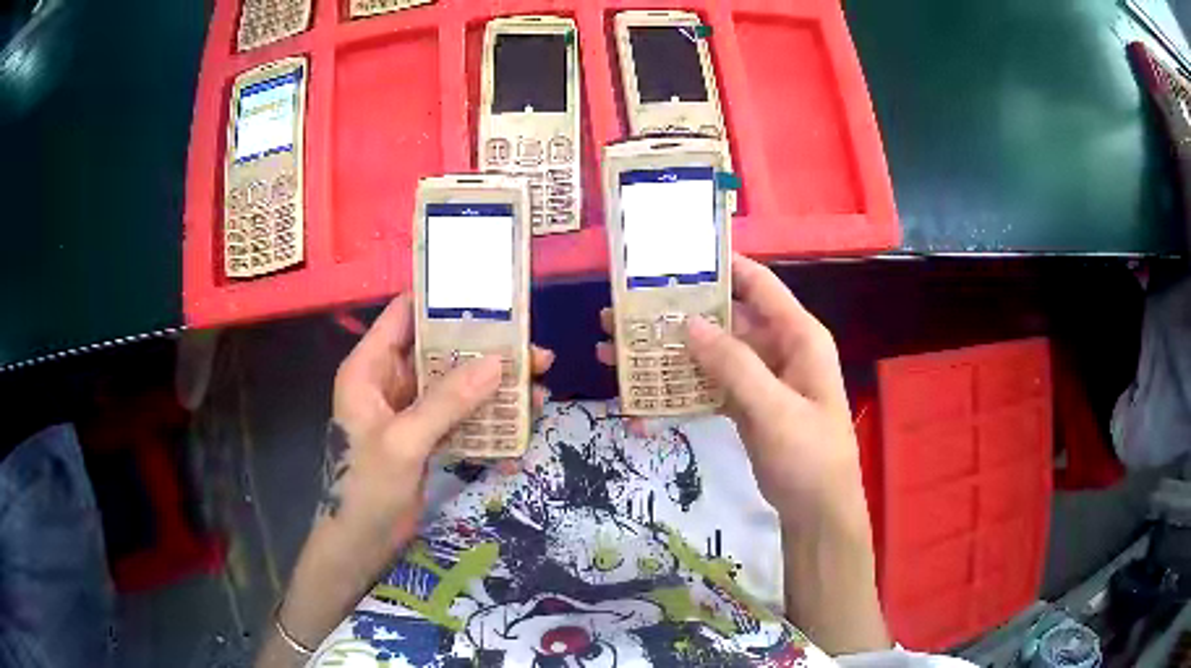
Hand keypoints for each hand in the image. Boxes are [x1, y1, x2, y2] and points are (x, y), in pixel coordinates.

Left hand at [267, 294, 552, 661]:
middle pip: (440, 351)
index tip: (489, 295)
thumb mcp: (405, 441)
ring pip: (456, 386)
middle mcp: (389, 381)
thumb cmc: (367, 488)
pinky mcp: (425, 437)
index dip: (441, 300)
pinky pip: (459, 417)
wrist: (361, 544)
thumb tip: (497, 362)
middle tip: (534, 354)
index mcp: (369, 368)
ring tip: (539, 392)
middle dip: (486, 352)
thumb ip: (447, 400)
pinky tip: (519, 432)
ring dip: (494, 389)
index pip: (404, 315)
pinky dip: (486, 422)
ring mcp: (409, 410)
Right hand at [597, 255, 887, 653]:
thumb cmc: (808, 456)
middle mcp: (779, 348)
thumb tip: (689, 323)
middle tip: (626, 306)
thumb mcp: (774, 409)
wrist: (816, 511)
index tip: (674, 255)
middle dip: (679, 310)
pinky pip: (710, 381)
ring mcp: (761, 377)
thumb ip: (734, 365)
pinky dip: (680, 380)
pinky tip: (643, 382)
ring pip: (712, 350)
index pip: (758, 285)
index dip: (721, 265)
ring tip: (619, 343)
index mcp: (798, 336)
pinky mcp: (746, 403)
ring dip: (671, 347)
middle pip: (726, 316)